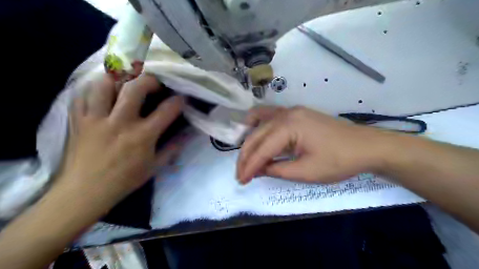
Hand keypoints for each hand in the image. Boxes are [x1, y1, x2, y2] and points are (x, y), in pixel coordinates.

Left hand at [56, 75, 183, 205]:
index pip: (167, 110)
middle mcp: (120, 122)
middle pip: (135, 88)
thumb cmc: (125, 179)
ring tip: (126, 83)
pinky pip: (83, 95)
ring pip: (104, 85)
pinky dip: (94, 89)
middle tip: (155, 84)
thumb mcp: (155, 166)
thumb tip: (188, 134)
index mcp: (142, 136)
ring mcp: (96, 119)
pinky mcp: (78, 120)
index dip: (178, 101)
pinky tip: (103, 92)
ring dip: (119, 80)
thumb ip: (173, 148)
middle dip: (149, 80)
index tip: (182, 99)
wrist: (86, 192)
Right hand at [237, 107, 392, 183]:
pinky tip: (255, 134)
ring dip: (250, 141)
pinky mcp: (296, 113)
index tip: (240, 180)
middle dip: (246, 156)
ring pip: (260, 123)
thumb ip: (277, 170)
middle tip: (240, 174)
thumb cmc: (338, 160)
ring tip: (245, 157)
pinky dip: (259, 126)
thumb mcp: (306, 171)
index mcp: (289, 126)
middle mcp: (286, 113)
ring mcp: (291, 111)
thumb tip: (257, 170)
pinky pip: (270, 116)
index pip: (262, 148)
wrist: (365, 146)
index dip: (249, 166)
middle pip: (257, 135)